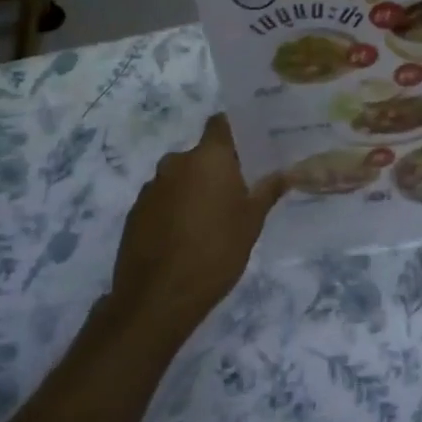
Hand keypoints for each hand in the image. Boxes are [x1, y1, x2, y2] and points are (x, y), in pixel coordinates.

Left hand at [108, 115, 285, 342]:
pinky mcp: (135, 212)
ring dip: (194, 189)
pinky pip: (162, 199)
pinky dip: (174, 208)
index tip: (249, 143)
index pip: (220, 123)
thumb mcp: (251, 222)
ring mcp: (151, 188)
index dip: (233, 129)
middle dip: (216, 168)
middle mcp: (176, 163)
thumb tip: (285, 172)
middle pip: (201, 154)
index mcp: (208, 158)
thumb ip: (267, 191)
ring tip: (210, 217)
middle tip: (236, 190)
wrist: (158, 298)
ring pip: (180, 177)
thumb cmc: (216, 251)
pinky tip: (185, 235)